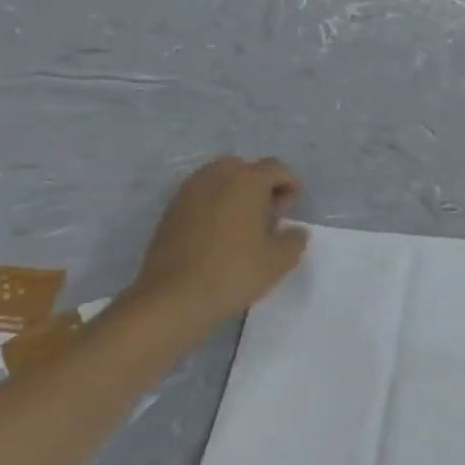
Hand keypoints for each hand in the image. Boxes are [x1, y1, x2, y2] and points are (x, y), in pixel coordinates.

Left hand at [127, 156, 307, 329]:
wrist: (172, 298)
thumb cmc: (233, 272)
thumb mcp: (279, 261)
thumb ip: (294, 240)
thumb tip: (295, 231)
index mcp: (248, 181)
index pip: (276, 168)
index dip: (289, 185)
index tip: (290, 210)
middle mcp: (217, 177)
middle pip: (244, 167)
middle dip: (259, 183)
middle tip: (266, 212)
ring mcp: (189, 192)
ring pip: (218, 178)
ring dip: (234, 192)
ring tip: (241, 223)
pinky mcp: (170, 211)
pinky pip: (199, 196)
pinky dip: (213, 205)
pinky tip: (217, 233)